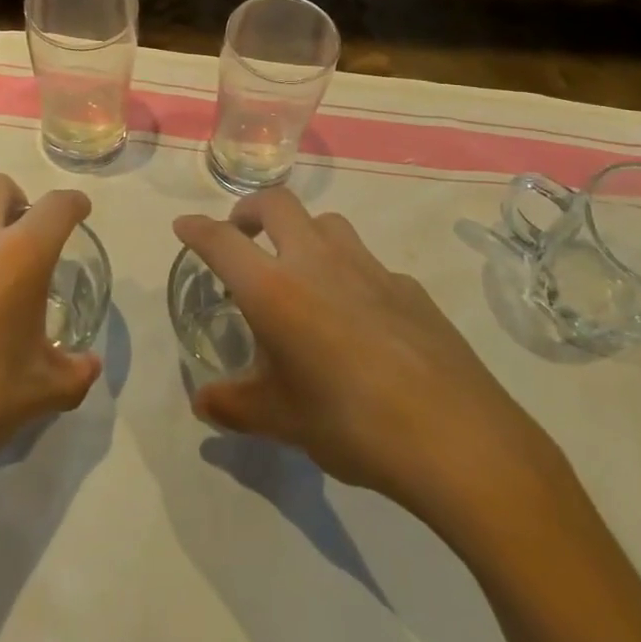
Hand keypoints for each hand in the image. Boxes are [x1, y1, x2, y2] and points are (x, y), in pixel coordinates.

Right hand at [174, 188, 564, 525]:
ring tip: (298, 269)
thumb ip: (233, 406)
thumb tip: (203, 405)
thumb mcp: (280, 421)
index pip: (222, 242)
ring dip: (302, 231)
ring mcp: (369, 267)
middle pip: (277, 204)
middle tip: (242, 235)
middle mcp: (318, 262)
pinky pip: (366, 261)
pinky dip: (346, 270)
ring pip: (326, 223)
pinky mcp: (408, 286)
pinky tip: (356, 314)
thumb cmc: (351, 424)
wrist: (456, 437)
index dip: (197, 230)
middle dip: (250, 209)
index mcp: (276, 289)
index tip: (183, 226)